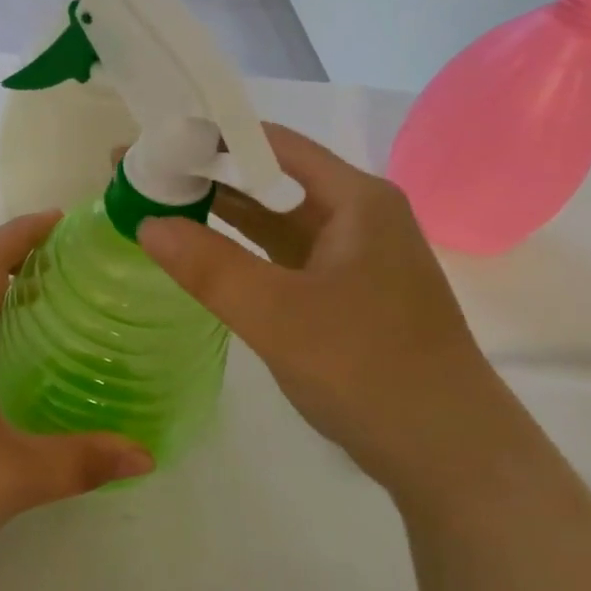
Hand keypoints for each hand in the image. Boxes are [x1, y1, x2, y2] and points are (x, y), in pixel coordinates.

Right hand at [139, 125, 522, 506]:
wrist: (447, 452)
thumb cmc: (368, 369)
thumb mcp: (278, 315)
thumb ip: (210, 267)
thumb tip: (146, 222)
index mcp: (355, 199)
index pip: (271, 143)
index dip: (209, 138)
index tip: (153, 142)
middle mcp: (358, 215)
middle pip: (272, 178)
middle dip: (207, 175)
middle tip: (143, 174)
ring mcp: (353, 257)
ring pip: (276, 219)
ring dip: (222, 212)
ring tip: (158, 204)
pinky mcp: (345, 294)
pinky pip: (284, 257)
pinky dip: (243, 251)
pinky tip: (203, 253)